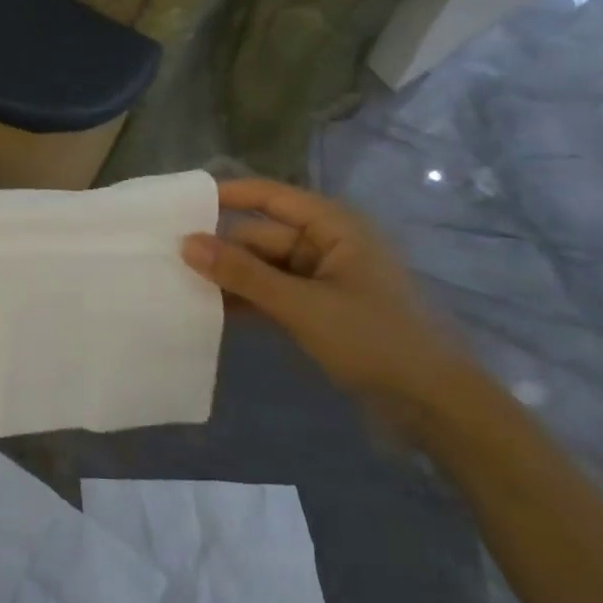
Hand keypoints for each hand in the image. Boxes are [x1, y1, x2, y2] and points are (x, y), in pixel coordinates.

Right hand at [181, 178, 475, 428]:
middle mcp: (326, 244)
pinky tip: (212, 312)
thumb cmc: (374, 340)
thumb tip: (186, 242)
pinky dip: (249, 301)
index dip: (227, 196)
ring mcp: (324, 279)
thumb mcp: (301, 305)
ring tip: (180, 285)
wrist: (435, 406)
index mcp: (333, 226)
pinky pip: (274, 294)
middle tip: (168, 259)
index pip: (270, 197)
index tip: (180, 203)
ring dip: (231, 278)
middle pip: (262, 236)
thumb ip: (242, 274)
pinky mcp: (320, 310)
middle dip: (221, 248)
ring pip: (265, 268)